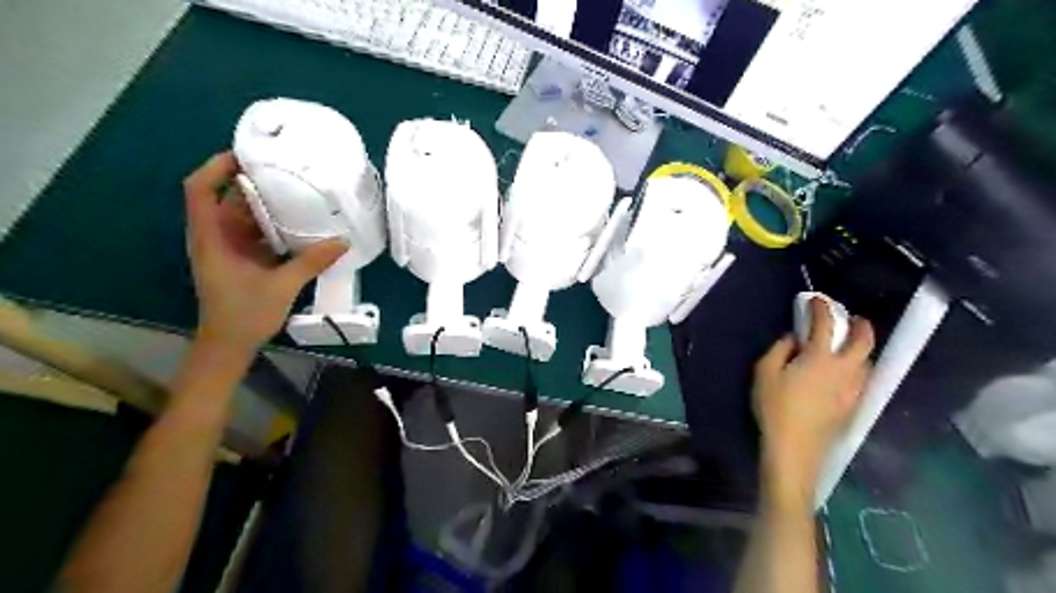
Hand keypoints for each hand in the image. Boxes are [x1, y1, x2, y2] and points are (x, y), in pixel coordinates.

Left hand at [184, 153, 346, 357]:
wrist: (229, 345)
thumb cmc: (245, 315)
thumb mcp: (282, 286)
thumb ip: (311, 262)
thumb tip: (342, 242)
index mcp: (212, 239)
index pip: (199, 191)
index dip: (215, 167)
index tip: (246, 155)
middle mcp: (215, 237)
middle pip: (226, 198)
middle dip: (251, 182)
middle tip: (285, 170)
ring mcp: (227, 248)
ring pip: (242, 216)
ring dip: (265, 204)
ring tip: (296, 191)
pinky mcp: (240, 259)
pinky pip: (254, 232)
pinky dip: (272, 224)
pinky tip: (297, 222)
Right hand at [749, 299, 875, 502]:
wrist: (795, 448)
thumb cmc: (775, 408)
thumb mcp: (765, 373)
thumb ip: (780, 349)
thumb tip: (795, 338)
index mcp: (821, 358)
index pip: (827, 324)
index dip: (822, 308)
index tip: (816, 300)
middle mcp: (845, 370)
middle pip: (864, 341)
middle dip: (861, 325)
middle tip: (851, 318)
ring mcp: (854, 389)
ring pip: (868, 361)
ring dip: (862, 347)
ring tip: (848, 345)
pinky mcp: (854, 406)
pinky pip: (863, 378)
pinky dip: (859, 366)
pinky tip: (845, 372)